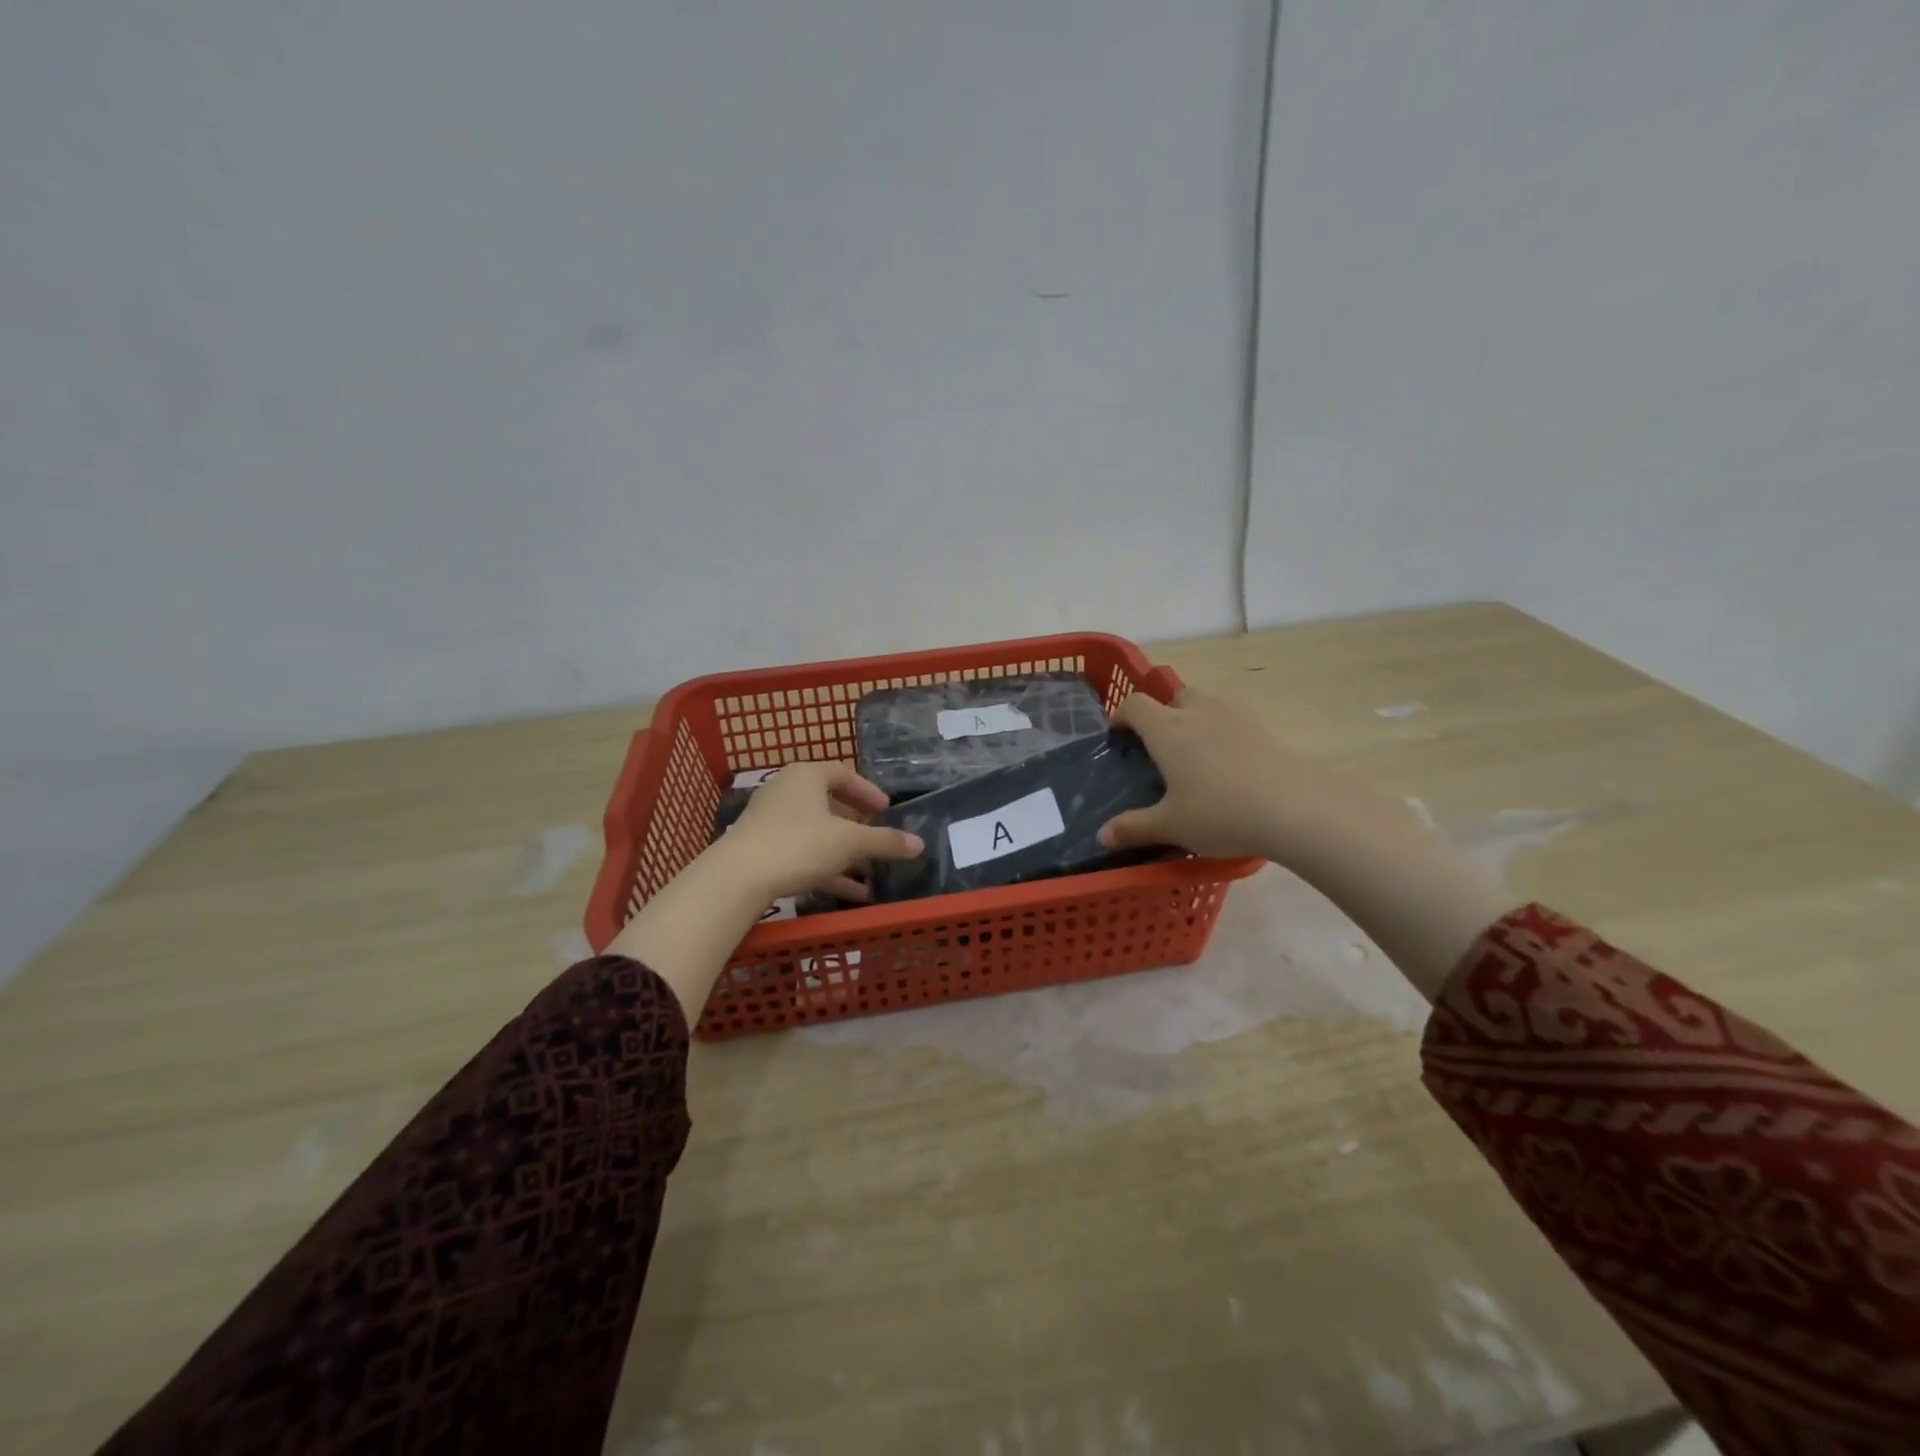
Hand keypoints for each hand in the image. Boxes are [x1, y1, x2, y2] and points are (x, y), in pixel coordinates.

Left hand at [724, 762, 923, 902]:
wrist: (737, 878)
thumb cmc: (799, 844)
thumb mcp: (849, 842)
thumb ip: (885, 842)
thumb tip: (919, 844)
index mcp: (806, 775)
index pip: (843, 774)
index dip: (868, 791)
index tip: (886, 810)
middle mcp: (786, 791)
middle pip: (828, 803)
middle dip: (856, 825)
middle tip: (876, 837)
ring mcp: (770, 821)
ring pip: (816, 833)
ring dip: (843, 853)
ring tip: (870, 874)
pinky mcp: (761, 849)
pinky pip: (802, 853)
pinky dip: (826, 868)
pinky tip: (850, 893)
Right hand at [1096, 688, 1402, 865]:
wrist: (1296, 808)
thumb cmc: (1220, 813)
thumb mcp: (1171, 826)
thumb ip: (1134, 828)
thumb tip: (1102, 835)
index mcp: (1167, 730)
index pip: (1136, 705)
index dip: (1122, 715)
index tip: (1118, 736)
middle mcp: (1198, 714)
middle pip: (1175, 696)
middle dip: (1163, 713)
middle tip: (1160, 747)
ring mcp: (1235, 718)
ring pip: (1207, 704)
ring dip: (1195, 719)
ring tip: (1196, 756)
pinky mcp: (1265, 730)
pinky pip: (1235, 722)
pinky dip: (1225, 735)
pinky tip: (1230, 767)